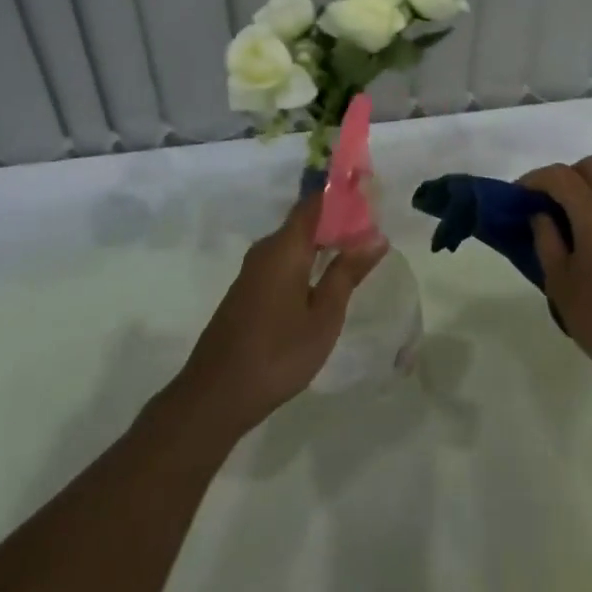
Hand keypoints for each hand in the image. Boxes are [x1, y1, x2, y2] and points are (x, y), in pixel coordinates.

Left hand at [172, 194, 386, 438]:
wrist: (215, 396)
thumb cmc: (277, 354)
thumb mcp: (323, 316)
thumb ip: (347, 273)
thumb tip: (376, 236)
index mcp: (285, 247)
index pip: (316, 202)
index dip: (343, 195)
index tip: (371, 196)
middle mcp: (266, 249)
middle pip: (306, 220)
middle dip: (338, 221)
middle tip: (373, 232)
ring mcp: (253, 271)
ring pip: (294, 243)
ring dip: (323, 244)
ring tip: (356, 255)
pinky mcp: (248, 290)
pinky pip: (283, 261)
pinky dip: (307, 261)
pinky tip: (324, 281)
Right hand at [523, 157, 591, 404]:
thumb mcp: (560, 283)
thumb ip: (546, 239)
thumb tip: (541, 214)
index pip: (560, 176)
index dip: (534, 179)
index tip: (518, 195)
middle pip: (591, 167)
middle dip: (565, 177)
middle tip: (546, 204)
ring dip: (588, 192)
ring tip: (569, 225)